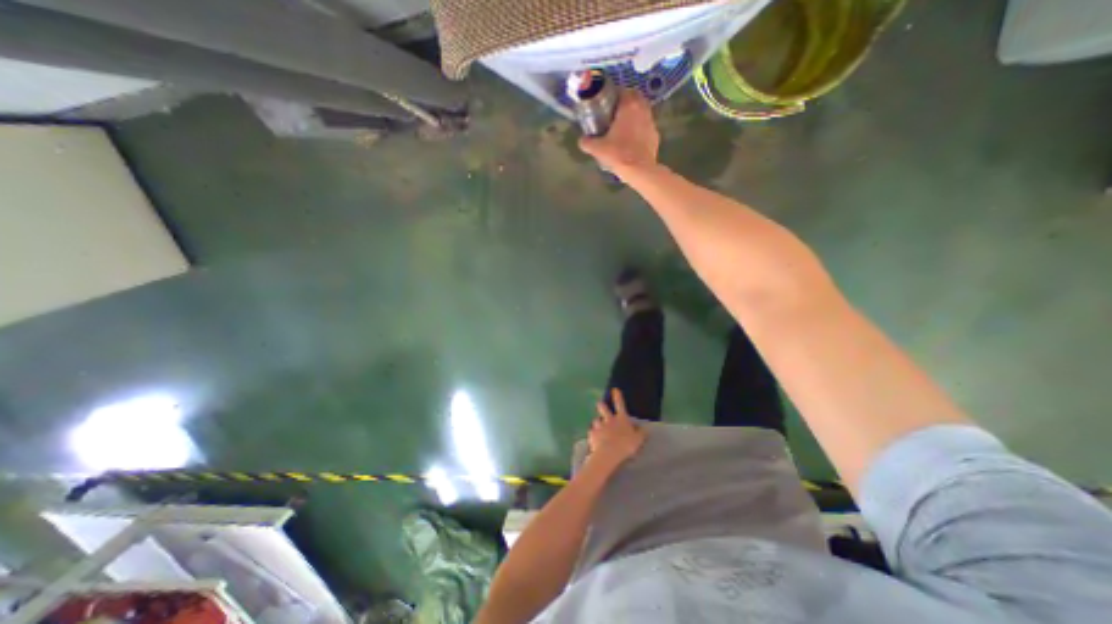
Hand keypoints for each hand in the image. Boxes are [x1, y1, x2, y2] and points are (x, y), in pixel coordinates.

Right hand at [583, 88, 658, 174]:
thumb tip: (582, 140)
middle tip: (616, 113)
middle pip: (635, 98)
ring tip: (624, 127)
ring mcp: (651, 123)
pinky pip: (646, 128)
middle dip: (626, 103)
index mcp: (629, 106)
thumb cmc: (618, 154)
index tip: (608, 103)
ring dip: (634, 116)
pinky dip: (640, 130)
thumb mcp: (598, 149)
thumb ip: (587, 142)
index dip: (615, 95)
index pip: (623, 90)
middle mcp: (642, 110)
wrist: (639, 170)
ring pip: (642, 112)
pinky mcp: (655, 136)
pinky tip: (632, 140)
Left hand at [586, 390, 647, 468]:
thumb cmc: (626, 445)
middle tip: (600, 404)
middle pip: (603, 408)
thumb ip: (641, 433)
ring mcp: (599, 426)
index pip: (620, 404)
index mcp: (621, 419)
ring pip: (596, 421)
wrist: (609, 453)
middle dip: (601, 405)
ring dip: (597, 423)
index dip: (617, 396)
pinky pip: (591, 432)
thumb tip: (646, 428)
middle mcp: (609, 420)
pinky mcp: (592, 434)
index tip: (614, 389)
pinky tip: (593, 440)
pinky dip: (593, 435)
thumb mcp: (638, 440)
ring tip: (598, 428)